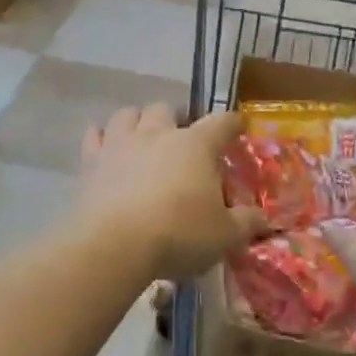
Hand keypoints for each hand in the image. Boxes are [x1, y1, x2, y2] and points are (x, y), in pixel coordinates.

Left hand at [77, 106, 266, 284]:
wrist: (114, 246)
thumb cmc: (179, 233)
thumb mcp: (224, 235)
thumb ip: (246, 223)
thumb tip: (264, 218)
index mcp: (196, 145)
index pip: (221, 122)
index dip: (232, 123)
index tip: (238, 126)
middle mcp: (158, 134)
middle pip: (166, 109)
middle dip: (175, 119)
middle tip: (181, 140)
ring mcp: (121, 144)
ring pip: (127, 114)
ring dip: (137, 121)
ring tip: (143, 138)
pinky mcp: (91, 162)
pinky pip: (94, 136)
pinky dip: (100, 138)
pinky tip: (104, 146)